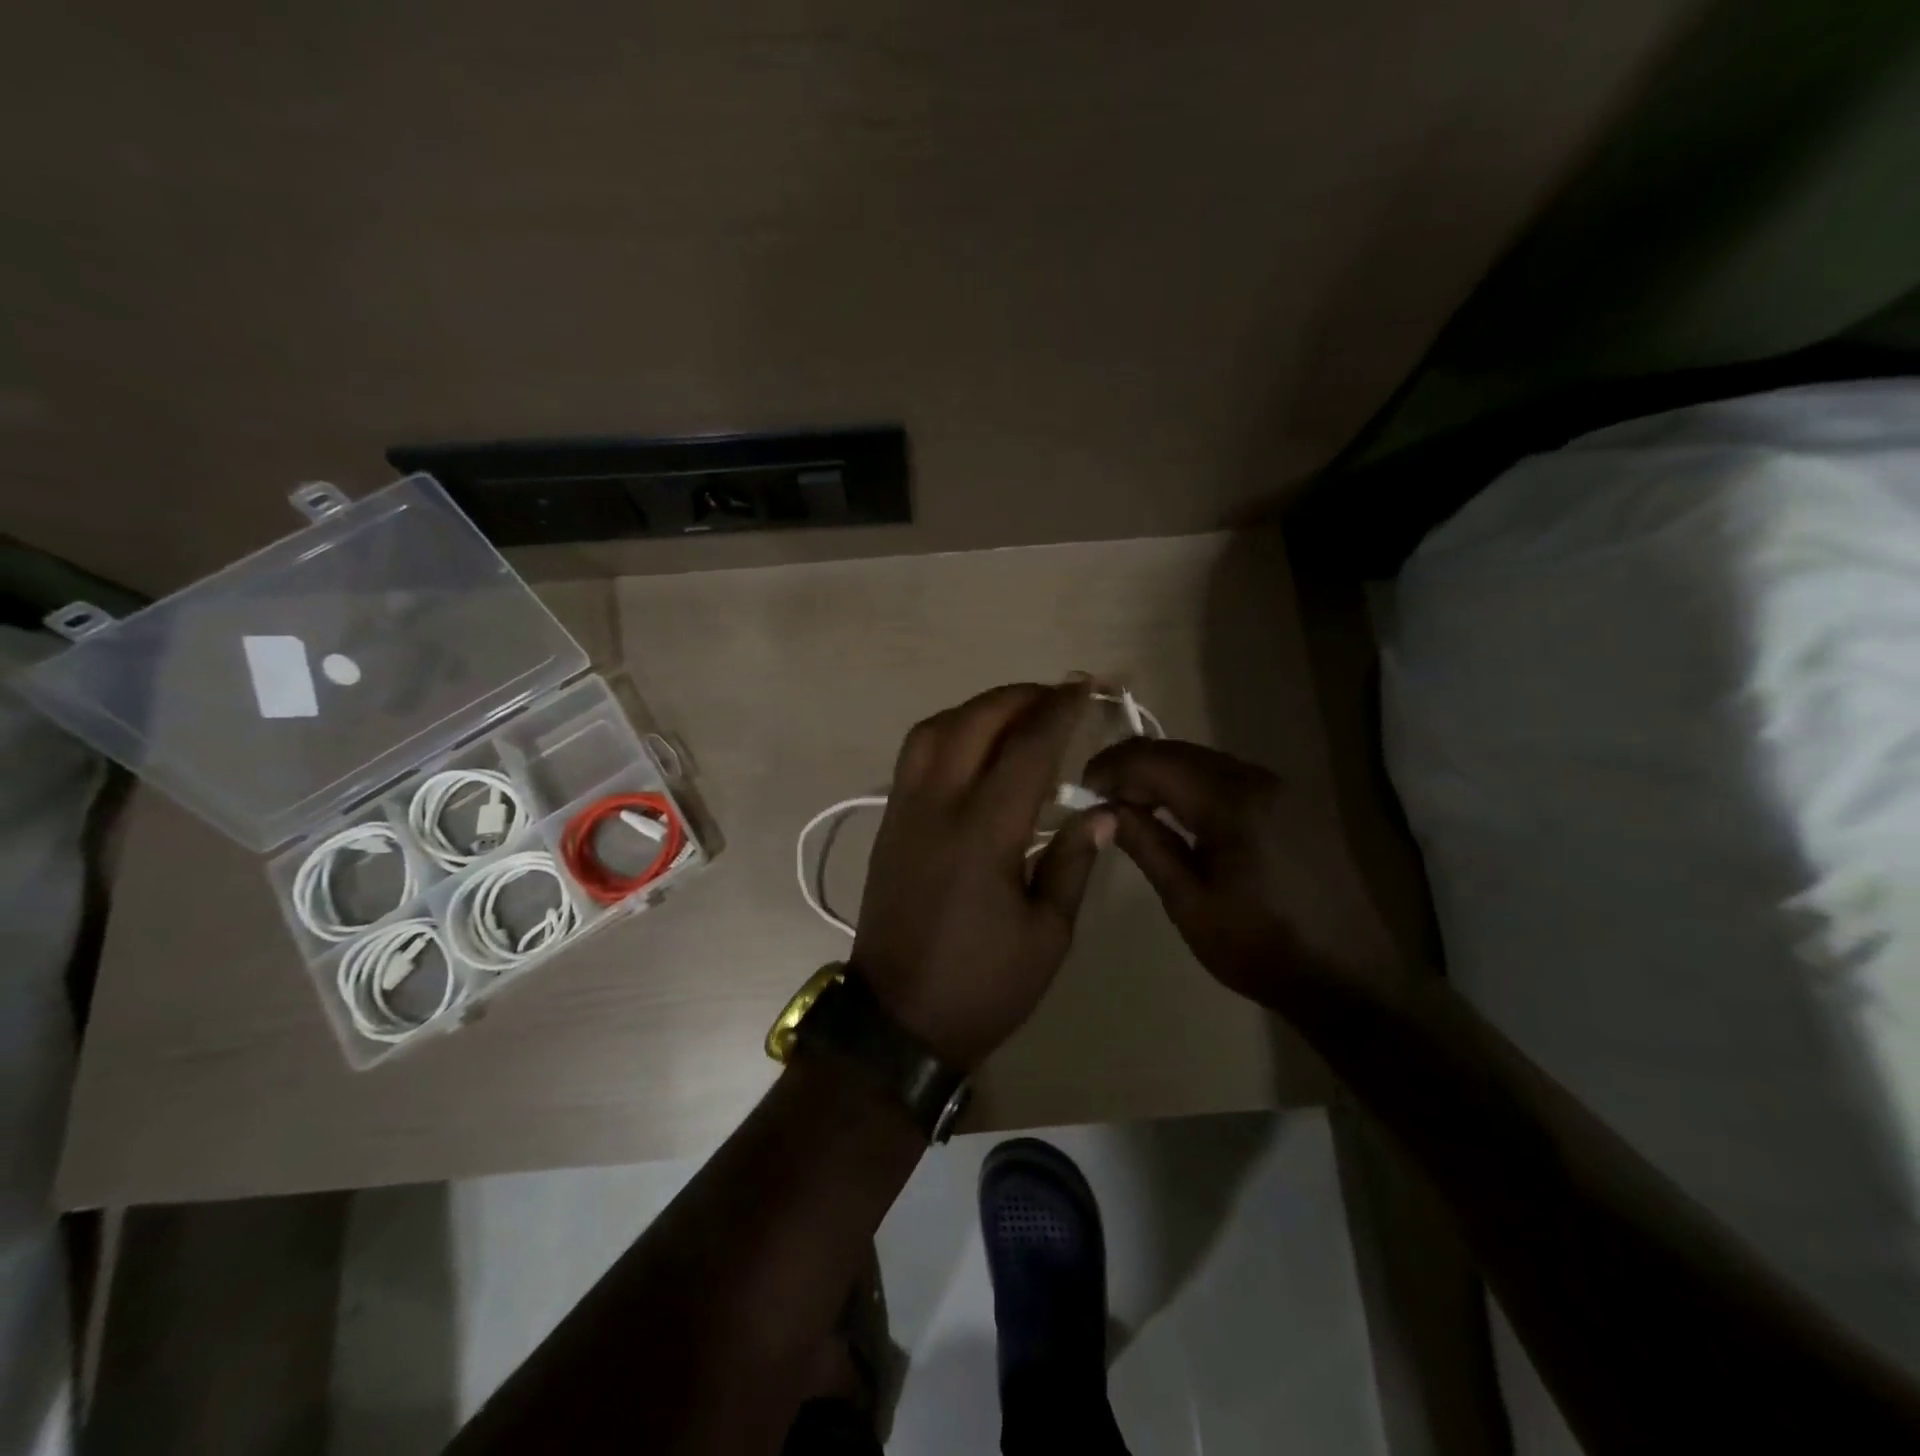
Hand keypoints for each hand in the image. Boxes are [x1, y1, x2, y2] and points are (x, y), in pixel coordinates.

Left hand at [852, 680, 1114, 1069]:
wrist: (897, 1021)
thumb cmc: (981, 986)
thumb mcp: (1047, 935)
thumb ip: (1072, 862)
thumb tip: (1101, 811)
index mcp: (983, 833)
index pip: (1026, 749)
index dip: (1058, 711)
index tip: (1084, 686)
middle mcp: (936, 807)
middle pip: (973, 723)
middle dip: (1018, 697)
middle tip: (1055, 696)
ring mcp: (903, 812)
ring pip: (932, 731)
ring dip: (976, 709)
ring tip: (1014, 715)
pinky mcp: (888, 825)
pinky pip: (913, 756)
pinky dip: (947, 733)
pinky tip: (973, 749)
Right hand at [1083, 739, 1400, 1008]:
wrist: (1351, 979)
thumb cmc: (1260, 948)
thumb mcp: (1189, 903)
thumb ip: (1146, 845)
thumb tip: (1104, 809)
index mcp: (1232, 802)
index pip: (1155, 760)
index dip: (1112, 767)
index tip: (1083, 791)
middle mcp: (1260, 779)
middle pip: (1180, 752)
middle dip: (1134, 768)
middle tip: (1102, 800)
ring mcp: (1283, 789)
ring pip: (1205, 762)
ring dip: (1164, 776)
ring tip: (1133, 808)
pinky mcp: (1295, 805)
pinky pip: (1230, 779)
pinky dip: (1194, 787)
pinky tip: (1179, 816)